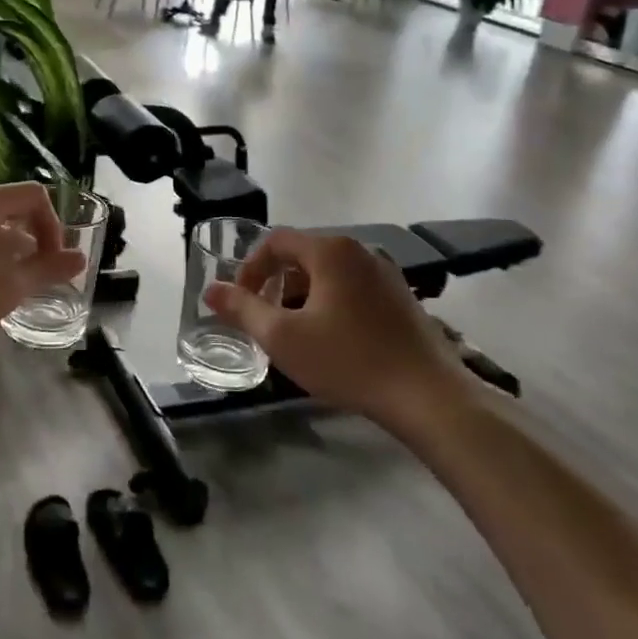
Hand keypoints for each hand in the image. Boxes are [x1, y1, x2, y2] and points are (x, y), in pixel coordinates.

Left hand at [0, 183, 85, 359]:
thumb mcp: (6, 289)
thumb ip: (46, 270)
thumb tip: (79, 259)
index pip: (33, 195)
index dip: (53, 226)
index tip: (52, 262)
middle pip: (6, 206)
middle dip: (28, 238)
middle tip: (32, 275)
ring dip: (2, 246)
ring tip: (2, 284)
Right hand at [203, 230, 475, 429]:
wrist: (427, 396)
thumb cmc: (349, 360)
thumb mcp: (283, 337)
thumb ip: (242, 309)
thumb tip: (210, 290)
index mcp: (331, 251)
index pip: (276, 241)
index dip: (250, 268)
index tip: (240, 300)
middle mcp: (360, 250)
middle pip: (303, 255)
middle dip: (275, 284)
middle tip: (264, 319)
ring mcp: (386, 273)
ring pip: (328, 273)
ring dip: (302, 295)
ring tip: (295, 333)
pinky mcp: (402, 297)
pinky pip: (353, 288)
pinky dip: (330, 303)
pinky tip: (331, 340)